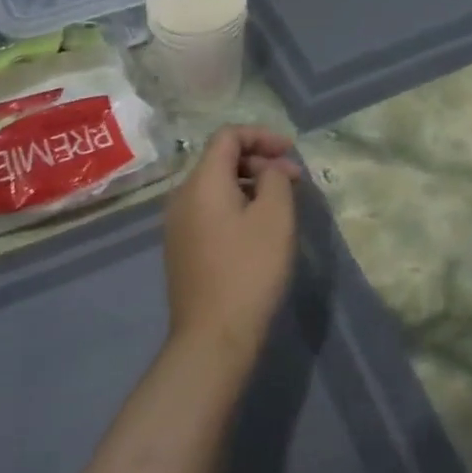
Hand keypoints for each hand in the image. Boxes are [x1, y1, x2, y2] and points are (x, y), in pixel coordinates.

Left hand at [163, 126, 301, 369]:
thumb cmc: (249, 270)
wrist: (213, 337)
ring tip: (281, 201)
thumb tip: (269, 170)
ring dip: (250, 183)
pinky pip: (210, 209)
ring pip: (216, 186)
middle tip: (293, 179)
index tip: (291, 151)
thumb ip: (275, 179)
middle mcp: (182, 197)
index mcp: (202, 183)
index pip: (227, 136)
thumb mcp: (275, 216)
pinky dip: (237, 204)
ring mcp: (178, 224)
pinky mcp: (182, 248)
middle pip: (220, 159)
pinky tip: (259, 226)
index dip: (262, 135)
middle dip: (259, 160)